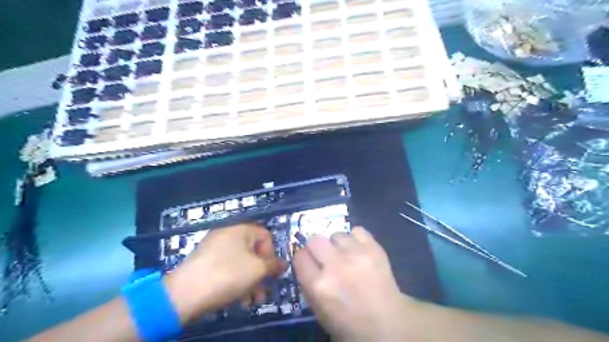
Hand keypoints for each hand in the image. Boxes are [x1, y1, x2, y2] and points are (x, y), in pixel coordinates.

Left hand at [161, 222, 285, 321]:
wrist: (184, 294)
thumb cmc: (228, 275)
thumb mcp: (257, 270)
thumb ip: (273, 265)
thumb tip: (283, 264)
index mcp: (241, 230)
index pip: (265, 236)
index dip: (271, 254)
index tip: (271, 272)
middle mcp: (227, 235)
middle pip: (253, 252)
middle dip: (261, 273)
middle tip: (264, 292)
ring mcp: (214, 248)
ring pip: (241, 263)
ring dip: (250, 282)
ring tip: (251, 301)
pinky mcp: (204, 263)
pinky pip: (227, 268)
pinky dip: (235, 282)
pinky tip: (238, 300)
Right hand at [294, 226, 407, 340]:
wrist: (388, 323)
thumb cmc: (349, 321)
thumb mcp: (319, 310)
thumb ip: (308, 284)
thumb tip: (306, 261)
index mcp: (319, 286)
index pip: (300, 256)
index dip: (303, 258)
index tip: (309, 261)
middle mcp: (335, 266)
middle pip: (314, 239)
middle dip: (317, 248)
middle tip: (326, 257)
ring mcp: (356, 254)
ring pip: (336, 234)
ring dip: (338, 245)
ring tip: (346, 256)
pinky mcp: (374, 248)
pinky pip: (357, 230)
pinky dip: (356, 239)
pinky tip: (359, 250)